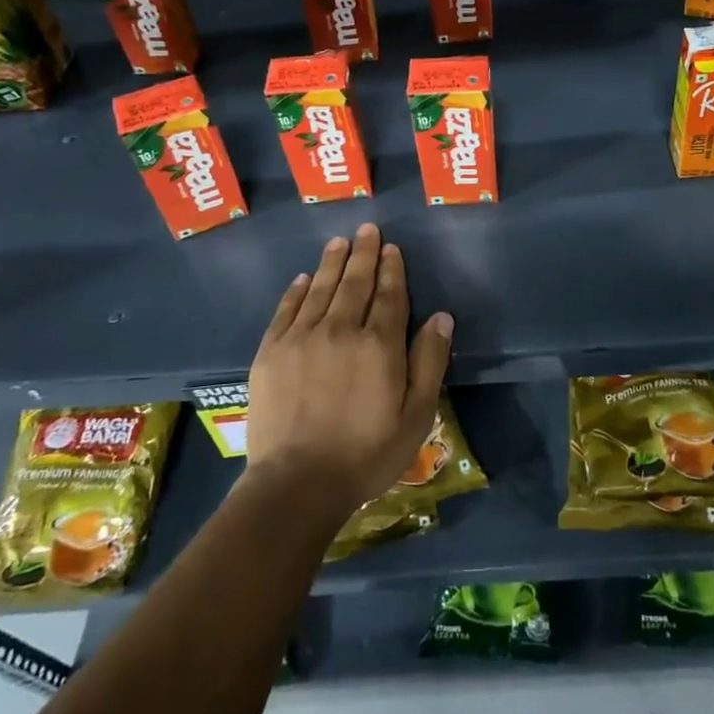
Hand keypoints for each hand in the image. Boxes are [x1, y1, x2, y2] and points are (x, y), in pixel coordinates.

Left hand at [244, 224, 453, 521]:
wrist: (297, 483)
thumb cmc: (366, 453)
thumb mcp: (416, 415)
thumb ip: (430, 362)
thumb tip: (441, 317)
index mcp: (379, 344)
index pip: (389, 295)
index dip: (391, 269)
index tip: (391, 248)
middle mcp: (341, 330)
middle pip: (354, 283)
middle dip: (363, 254)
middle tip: (366, 229)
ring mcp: (302, 338)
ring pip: (321, 289)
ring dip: (332, 262)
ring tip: (339, 242)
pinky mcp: (271, 352)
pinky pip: (286, 310)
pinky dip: (296, 291)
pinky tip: (303, 278)